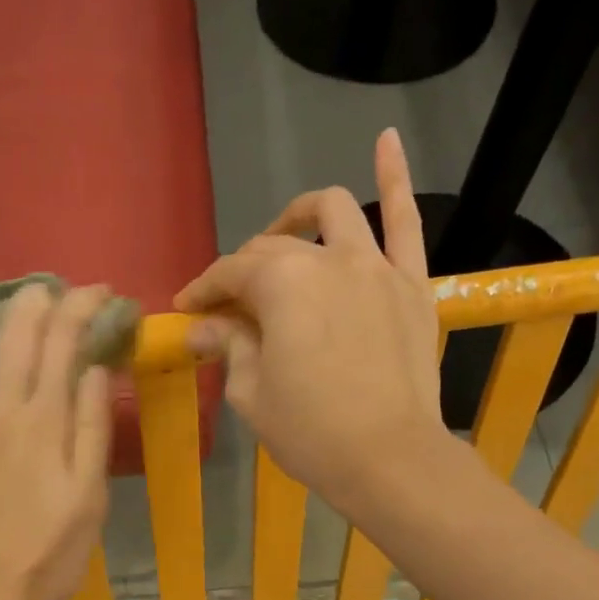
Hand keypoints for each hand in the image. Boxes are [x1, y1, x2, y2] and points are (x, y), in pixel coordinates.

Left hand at [0, 284, 112, 599]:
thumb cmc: (48, 554)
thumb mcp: (91, 497)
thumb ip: (92, 431)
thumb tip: (93, 370)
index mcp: (43, 422)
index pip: (64, 346)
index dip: (81, 310)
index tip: (97, 293)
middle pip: (13, 340)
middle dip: (32, 304)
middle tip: (43, 291)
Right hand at [174, 128, 447, 510]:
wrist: (389, 459)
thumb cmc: (310, 433)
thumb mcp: (252, 394)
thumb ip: (229, 346)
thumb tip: (204, 326)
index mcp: (280, 284)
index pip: (230, 274)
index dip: (203, 290)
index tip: (187, 310)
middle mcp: (326, 259)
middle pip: (273, 248)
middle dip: (244, 271)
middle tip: (231, 306)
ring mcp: (375, 266)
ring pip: (333, 213)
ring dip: (299, 216)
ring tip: (286, 233)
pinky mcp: (411, 283)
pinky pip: (406, 220)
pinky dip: (395, 177)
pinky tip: (386, 140)